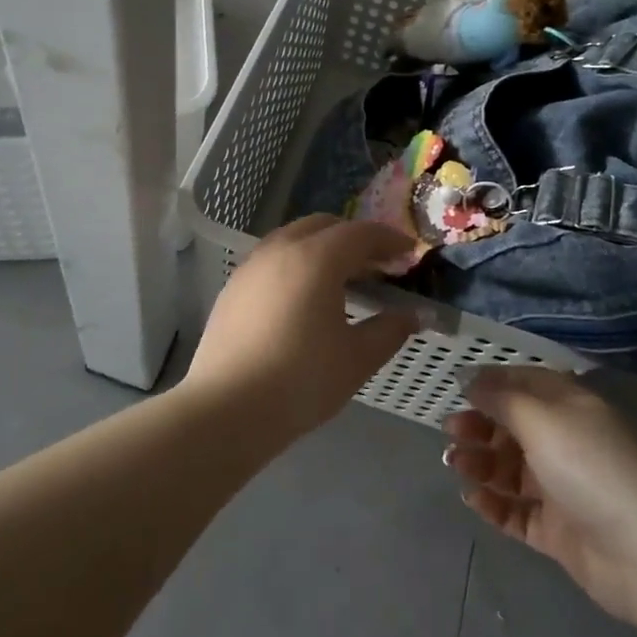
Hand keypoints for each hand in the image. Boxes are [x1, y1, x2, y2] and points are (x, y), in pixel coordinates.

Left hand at [183, 216, 419, 438]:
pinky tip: (303, 299)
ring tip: (341, 281)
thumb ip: (389, 330)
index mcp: (316, 259)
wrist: (226, 410)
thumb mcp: (357, 359)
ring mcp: (251, 267)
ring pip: (293, 239)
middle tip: (377, 266)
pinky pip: (272, 260)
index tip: (409, 253)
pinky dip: (296, 264)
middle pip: (323, 226)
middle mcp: (280, 250)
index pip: (360, 233)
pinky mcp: (232, 289)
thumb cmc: (301, 380)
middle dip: (354, 238)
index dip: (389, 239)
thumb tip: (411, 316)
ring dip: (322, 248)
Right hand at [444, 368, 636, 622]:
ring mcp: (561, 488)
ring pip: (510, 470)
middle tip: (450, 431)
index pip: (525, 384)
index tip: (455, 388)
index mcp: (569, 407)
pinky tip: (472, 498)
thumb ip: (500, 397)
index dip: (491, 383)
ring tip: (455, 464)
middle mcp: (565, 442)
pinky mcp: (556, 529)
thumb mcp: (540, 419)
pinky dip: (493, 504)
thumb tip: (467, 375)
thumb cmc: (587, 466)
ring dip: (480, 463)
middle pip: (514, 427)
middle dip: (480, 425)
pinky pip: (516, 511)